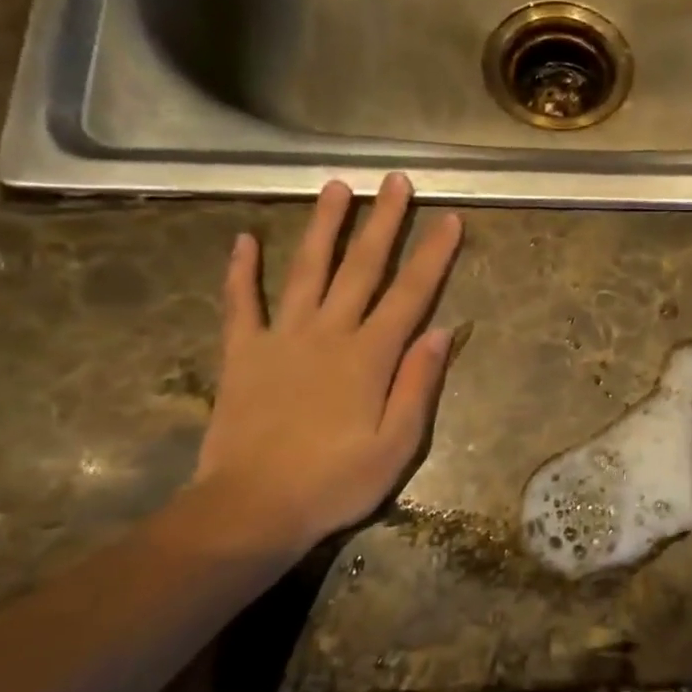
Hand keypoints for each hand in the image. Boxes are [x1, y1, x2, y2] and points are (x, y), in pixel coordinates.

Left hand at [191, 173, 461, 561]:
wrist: (252, 509)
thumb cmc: (335, 483)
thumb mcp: (397, 446)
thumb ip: (419, 385)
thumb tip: (441, 331)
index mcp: (370, 357)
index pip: (410, 294)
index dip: (433, 255)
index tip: (449, 218)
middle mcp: (328, 334)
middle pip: (361, 268)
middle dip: (382, 222)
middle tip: (395, 181)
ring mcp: (281, 339)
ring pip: (306, 271)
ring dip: (322, 227)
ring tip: (335, 187)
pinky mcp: (243, 354)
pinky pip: (241, 304)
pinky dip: (241, 272)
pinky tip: (244, 240)